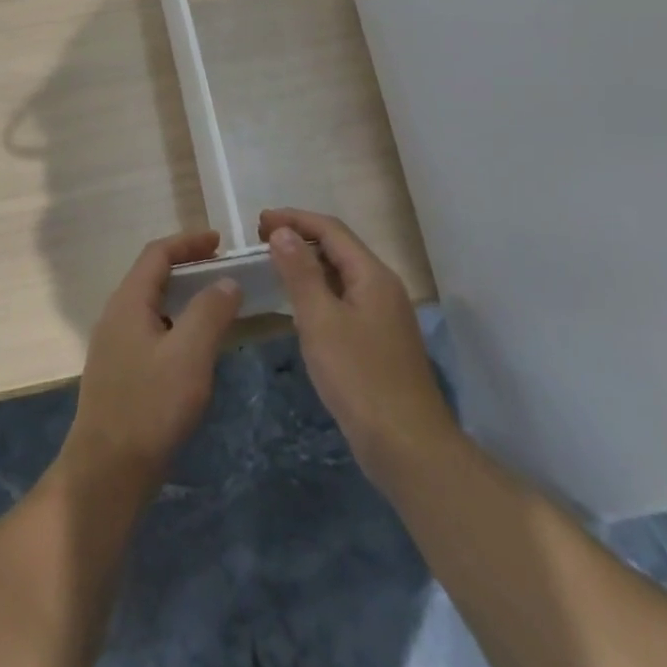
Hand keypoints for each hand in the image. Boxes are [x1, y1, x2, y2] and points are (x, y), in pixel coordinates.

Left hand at [63, 231, 242, 498]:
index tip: (220, 243)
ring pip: (151, 305)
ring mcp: (113, 345)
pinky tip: (194, 349)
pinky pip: (150, 330)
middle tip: (223, 272)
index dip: (188, 242)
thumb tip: (226, 281)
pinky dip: (175, 324)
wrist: (107, 471)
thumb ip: (209, 312)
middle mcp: (115, 315)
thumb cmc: (150, 407)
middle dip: (187, 267)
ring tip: (215, 306)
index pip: (157, 254)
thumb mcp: (189, 355)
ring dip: (182, 297)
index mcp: (128, 302)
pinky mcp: (119, 372)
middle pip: (152, 276)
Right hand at [260, 208, 454, 492]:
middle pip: (339, 248)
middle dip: (300, 237)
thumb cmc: (360, 378)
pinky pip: (344, 299)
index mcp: (372, 275)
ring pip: (342, 274)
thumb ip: (300, 273)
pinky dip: (318, 290)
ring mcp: (384, 316)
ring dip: (308, 264)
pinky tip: (300, 306)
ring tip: (274, 265)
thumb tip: (283, 232)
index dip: (294, 219)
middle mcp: (382, 287)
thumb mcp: (320, 320)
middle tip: (261, 240)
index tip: (258, 221)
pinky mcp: (379, 341)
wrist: (408, 447)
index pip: (331, 229)